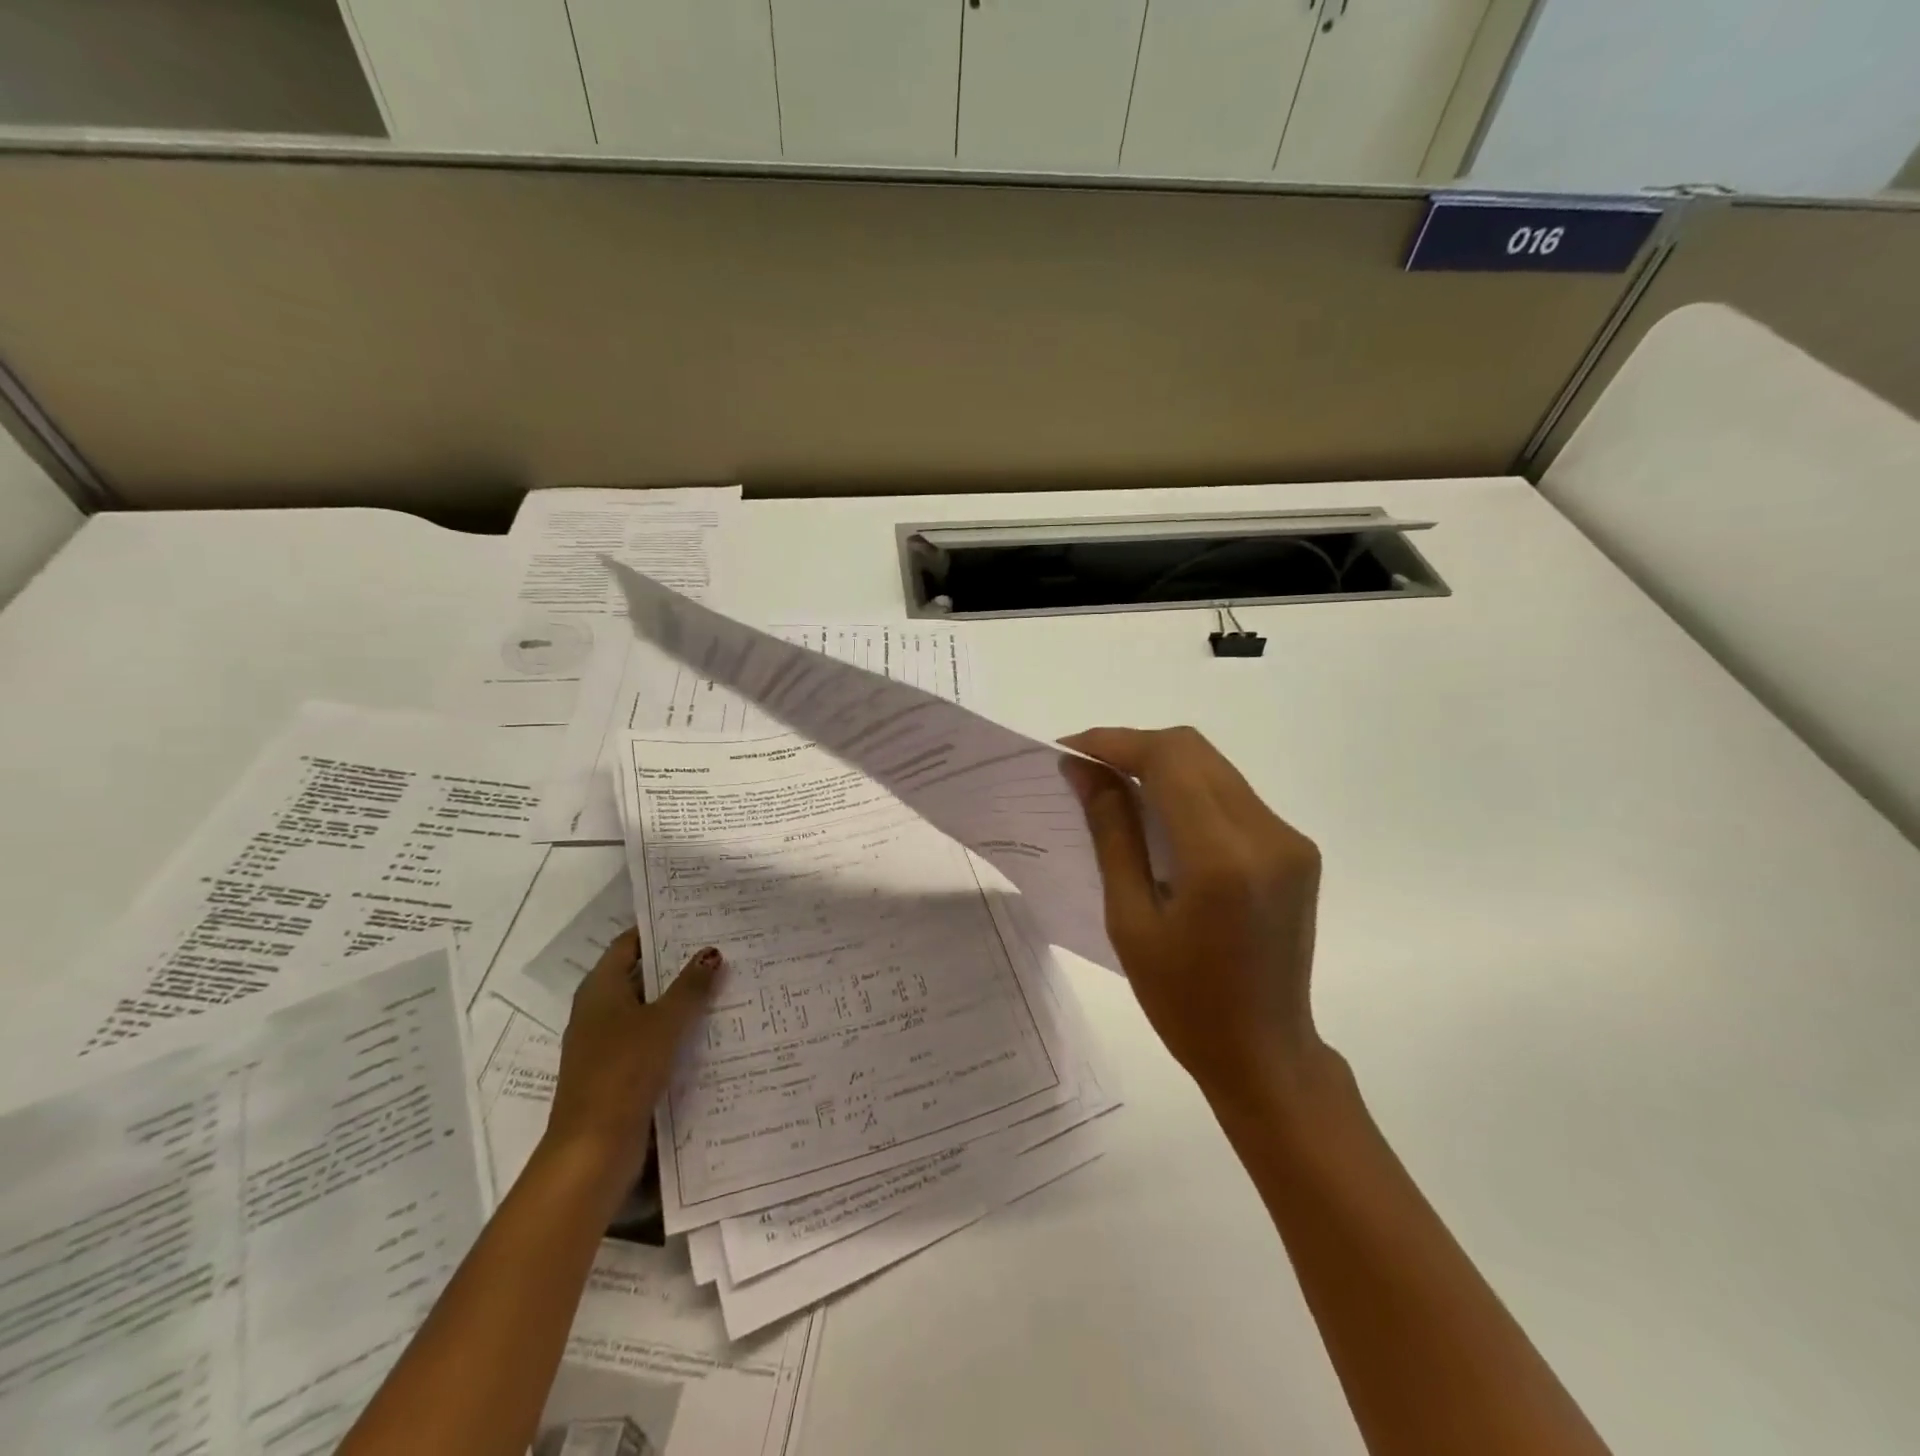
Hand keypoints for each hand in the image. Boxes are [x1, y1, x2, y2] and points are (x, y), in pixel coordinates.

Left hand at [545, 930, 722, 1193]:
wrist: (592, 1149)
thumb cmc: (623, 1071)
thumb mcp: (664, 1021)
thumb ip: (690, 986)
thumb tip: (711, 952)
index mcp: (600, 989)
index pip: (629, 944)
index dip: (658, 929)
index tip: (696, 918)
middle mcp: (598, 1010)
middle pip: (640, 975)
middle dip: (677, 964)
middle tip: (721, 948)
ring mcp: (606, 1044)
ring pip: (648, 1009)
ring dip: (680, 999)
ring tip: (725, 983)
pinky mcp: (619, 1072)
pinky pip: (651, 1038)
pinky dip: (675, 1030)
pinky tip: (709, 1029)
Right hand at [1061, 726, 1323, 1108]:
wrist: (1264, 1052)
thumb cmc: (1183, 1001)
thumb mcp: (1130, 920)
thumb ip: (1112, 834)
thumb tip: (1084, 771)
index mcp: (1222, 859)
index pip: (1168, 761)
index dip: (1114, 743)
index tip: (1069, 750)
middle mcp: (1267, 834)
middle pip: (1193, 750)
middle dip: (1133, 747)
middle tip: (1085, 768)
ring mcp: (1289, 839)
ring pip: (1213, 766)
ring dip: (1160, 765)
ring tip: (1113, 786)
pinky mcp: (1294, 848)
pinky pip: (1231, 794)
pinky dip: (1187, 789)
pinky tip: (1158, 814)